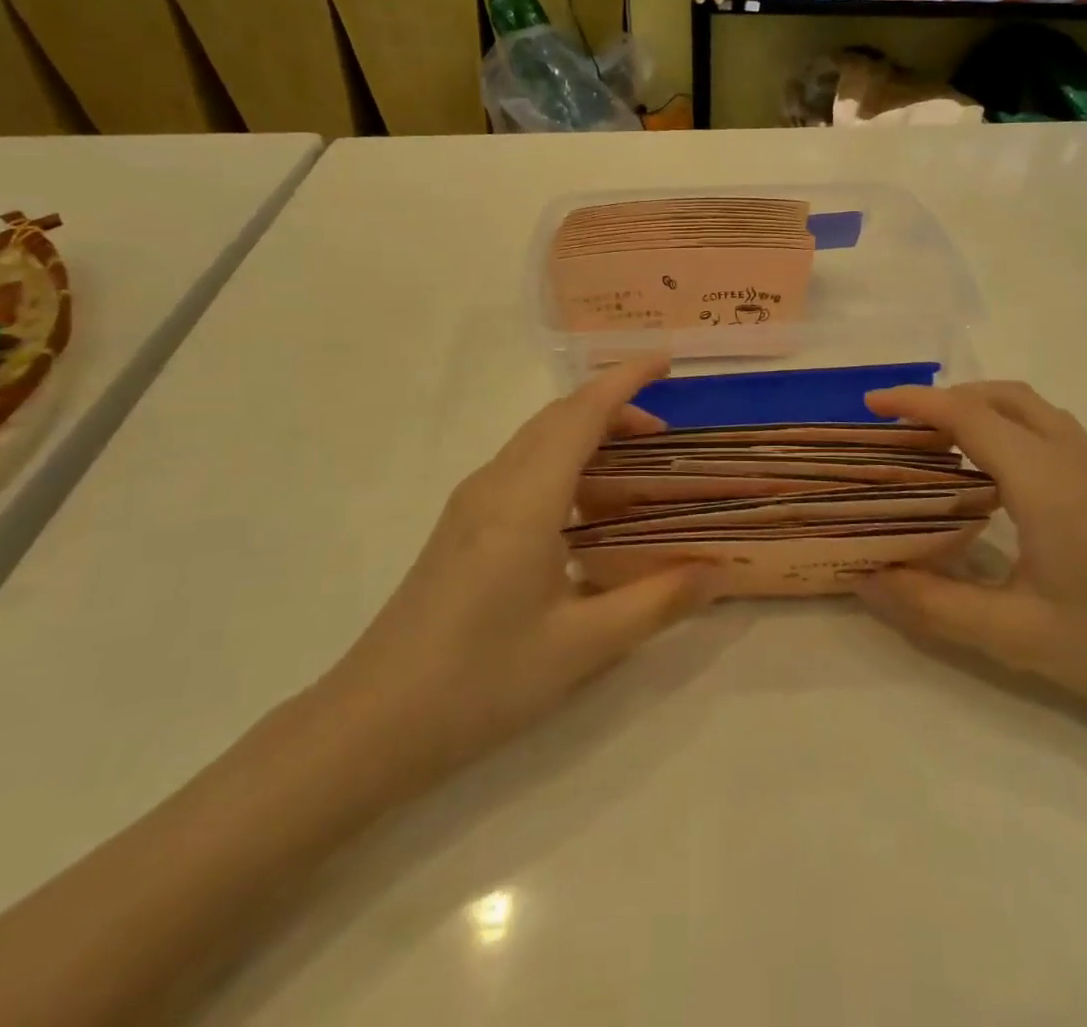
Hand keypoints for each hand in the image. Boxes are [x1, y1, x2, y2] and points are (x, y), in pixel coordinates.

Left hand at [314, 358, 716, 806]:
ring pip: (537, 441)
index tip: (666, 361)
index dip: (626, 380)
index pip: (582, 414)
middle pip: (559, 418)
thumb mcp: (582, 646)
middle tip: (665, 435)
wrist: (369, 725)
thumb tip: (717, 572)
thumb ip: (655, 602)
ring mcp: (471, 504)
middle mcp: (495, 484)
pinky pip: (522, 468)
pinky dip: (564, 464)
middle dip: (614, 408)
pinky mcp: (461, 526)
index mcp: (525, 499)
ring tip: (635, 470)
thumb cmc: (480, 681)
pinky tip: (585, 511)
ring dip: (587, 436)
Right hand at [858, 382, 1086, 727]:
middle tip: (899, 427)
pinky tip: (988, 468)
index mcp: (1044, 483)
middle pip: (1000, 397)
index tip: (871, 405)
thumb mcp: (1012, 635)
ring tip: (937, 439)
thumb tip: (866, 580)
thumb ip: (932, 605)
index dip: (916, 403)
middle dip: (944, 398)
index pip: (970, 416)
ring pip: (1027, 406)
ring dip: (977, 406)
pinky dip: (1004, 423)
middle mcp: (1069, 460)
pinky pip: (1045, 426)